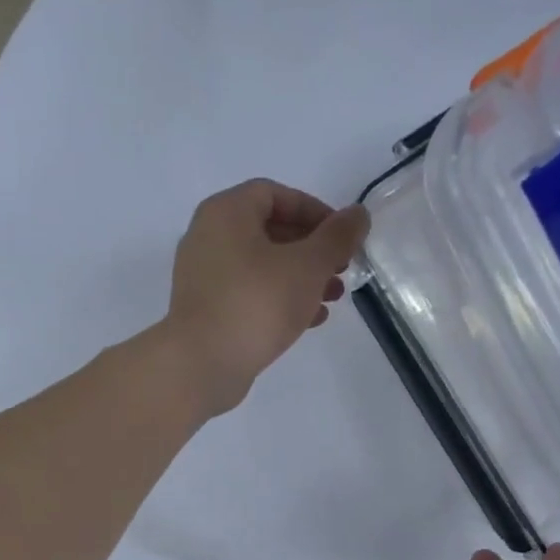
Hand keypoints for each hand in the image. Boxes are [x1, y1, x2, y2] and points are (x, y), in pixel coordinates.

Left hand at [163, 179, 368, 415]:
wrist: (202, 365)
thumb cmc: (257, 303)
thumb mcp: (308, 265)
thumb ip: (338, 237)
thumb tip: (357, 214)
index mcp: (226, 212)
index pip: (275, 194)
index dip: (315, 210)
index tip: (342, 236)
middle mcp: (208, 237)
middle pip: (269, 230)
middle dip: (312, 249)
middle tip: (342, 269)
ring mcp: (203, 276)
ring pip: (261, 266)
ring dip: (301, 277)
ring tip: (333, 297)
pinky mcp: (206, 311)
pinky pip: (248, 294)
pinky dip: (279, 299)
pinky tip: (310, 320)